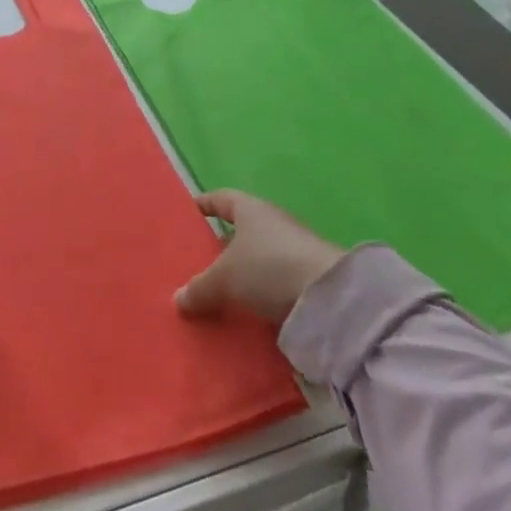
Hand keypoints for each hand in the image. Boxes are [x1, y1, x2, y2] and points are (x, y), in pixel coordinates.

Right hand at [175, 190, 344, 325]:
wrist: (331, 299)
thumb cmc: (268, 269)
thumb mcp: (224, 279)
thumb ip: (199, 288)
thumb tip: (178, 299)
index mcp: (250, 210)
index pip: (221, 199)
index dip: (204, 205)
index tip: (187, 214)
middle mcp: (273, 224)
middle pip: (240, 231)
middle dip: (220, 246)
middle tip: (197, 264)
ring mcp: (293, 251)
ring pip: (257, 259)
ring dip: (241, 274)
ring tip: (217, 293)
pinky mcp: (308, 279)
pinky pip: (273, 283)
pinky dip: (259, 294)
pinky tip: (244, 312)